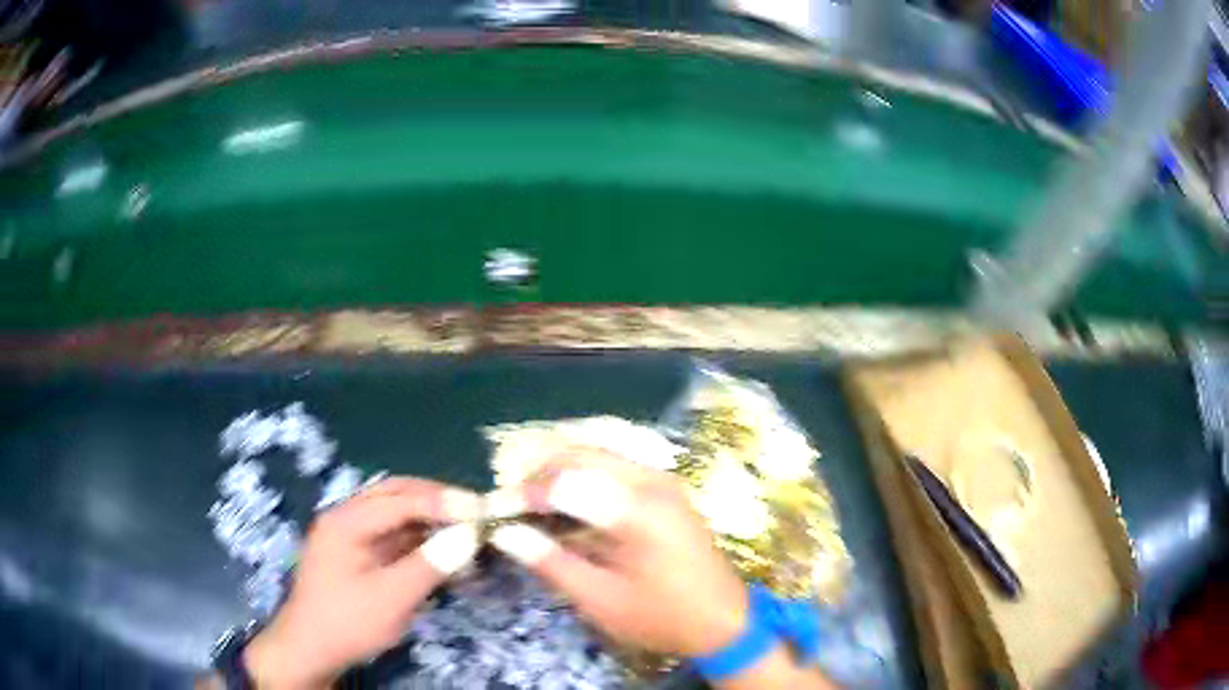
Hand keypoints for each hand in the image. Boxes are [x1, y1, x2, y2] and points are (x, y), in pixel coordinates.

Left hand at [243, 478, 481, 688]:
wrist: (311, 650)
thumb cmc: (347, 623)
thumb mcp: (391, 599)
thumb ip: (429, 565)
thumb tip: (470, 536)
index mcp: (346, 522)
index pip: (400, 499)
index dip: (443, 502)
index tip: (483, 510)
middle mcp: (346, 518)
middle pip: (395, 494)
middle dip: (437, 500)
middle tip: (475, 512)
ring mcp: (351, 536)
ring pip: (396, 513)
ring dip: (430, 518)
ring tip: (466, 528)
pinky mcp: (359, 554)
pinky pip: (394, 536)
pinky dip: (421, 538)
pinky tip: (443, 549)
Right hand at [486, 448, 749, 657]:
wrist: (725, 621)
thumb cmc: (662, 617)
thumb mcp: (601, 600)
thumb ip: (551, 562)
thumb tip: (505, 534)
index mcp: (638, 509)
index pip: (566, 479)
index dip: (528, 492)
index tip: (502, 512)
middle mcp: (653, 481)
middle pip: (583, 453)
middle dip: (542, 472)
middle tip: (516, 504)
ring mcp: (664, 481)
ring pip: (600, 455)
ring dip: (563, 472)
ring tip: (537, 506)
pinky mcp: (667, 491)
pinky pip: (617, 468)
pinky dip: (586, 480)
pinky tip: (572, 509)